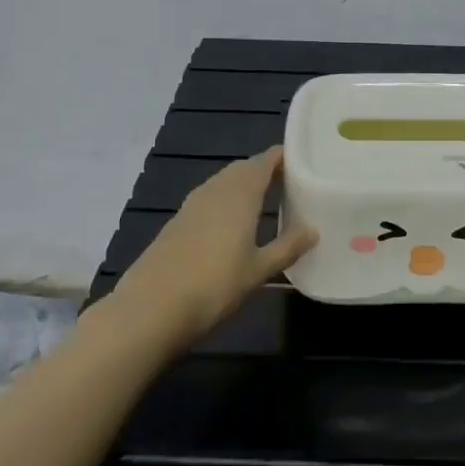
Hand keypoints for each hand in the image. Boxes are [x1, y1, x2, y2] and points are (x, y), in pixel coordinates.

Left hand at [107, 147, 316, 348]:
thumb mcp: (259, 270)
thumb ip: (287, 247)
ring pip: (223, 182)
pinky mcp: (176, 222)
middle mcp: (216, 190)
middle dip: (264, 170)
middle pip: (243, 169)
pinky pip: (208, 198)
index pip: (264, 162)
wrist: (151, 308)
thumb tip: (313, 230)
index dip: (282, 157)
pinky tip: (231, 222)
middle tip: (288, 182)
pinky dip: (225, 200)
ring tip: (264, 200)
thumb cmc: (214, 286)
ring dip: (243, 184)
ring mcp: (192, 205)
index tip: (302, 160)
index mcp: (240, 194)